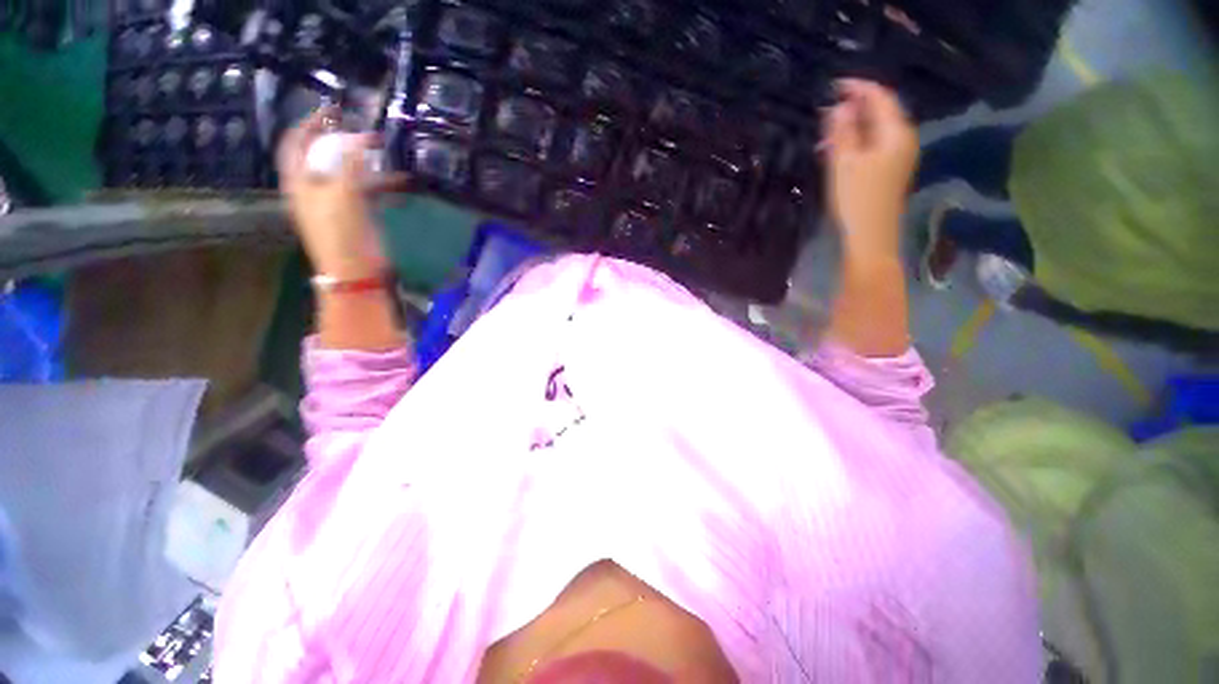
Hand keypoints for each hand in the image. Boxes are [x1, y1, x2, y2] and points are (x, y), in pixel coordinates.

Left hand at [277, 108, 403, 278]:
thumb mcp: (342, 193)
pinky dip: (382, 183)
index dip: (310, 124)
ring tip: (386, 151)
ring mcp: (337, 201)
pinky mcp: (358, 213)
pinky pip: (367, 190)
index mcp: (300, 181)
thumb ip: (350, 163)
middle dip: (343, 140)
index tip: (333, 110)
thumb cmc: (341, 231)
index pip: (296, 143)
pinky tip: (400, 180)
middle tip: (365, 129)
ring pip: (349, 172)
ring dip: (366, 161)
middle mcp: (315, 187)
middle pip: (324, 155)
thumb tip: (361, 137)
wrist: (356, 269)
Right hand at [822, 79, 918, 259]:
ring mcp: (899, 156)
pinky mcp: (890, 170)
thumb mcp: (843, 162)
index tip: (833, 86)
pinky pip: (874, 145)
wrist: (870, 237)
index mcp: (896, 132)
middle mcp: (903, 139)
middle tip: (827, 111)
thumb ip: (842, 131)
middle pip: (881, 112)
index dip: (857, 88)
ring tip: (827, 131)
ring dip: (853, 126)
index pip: (880, 97)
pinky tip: (839, 149)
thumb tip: (839, 106)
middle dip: (854, 107)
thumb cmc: (856, 199)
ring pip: (876, 130)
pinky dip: (857, 141)